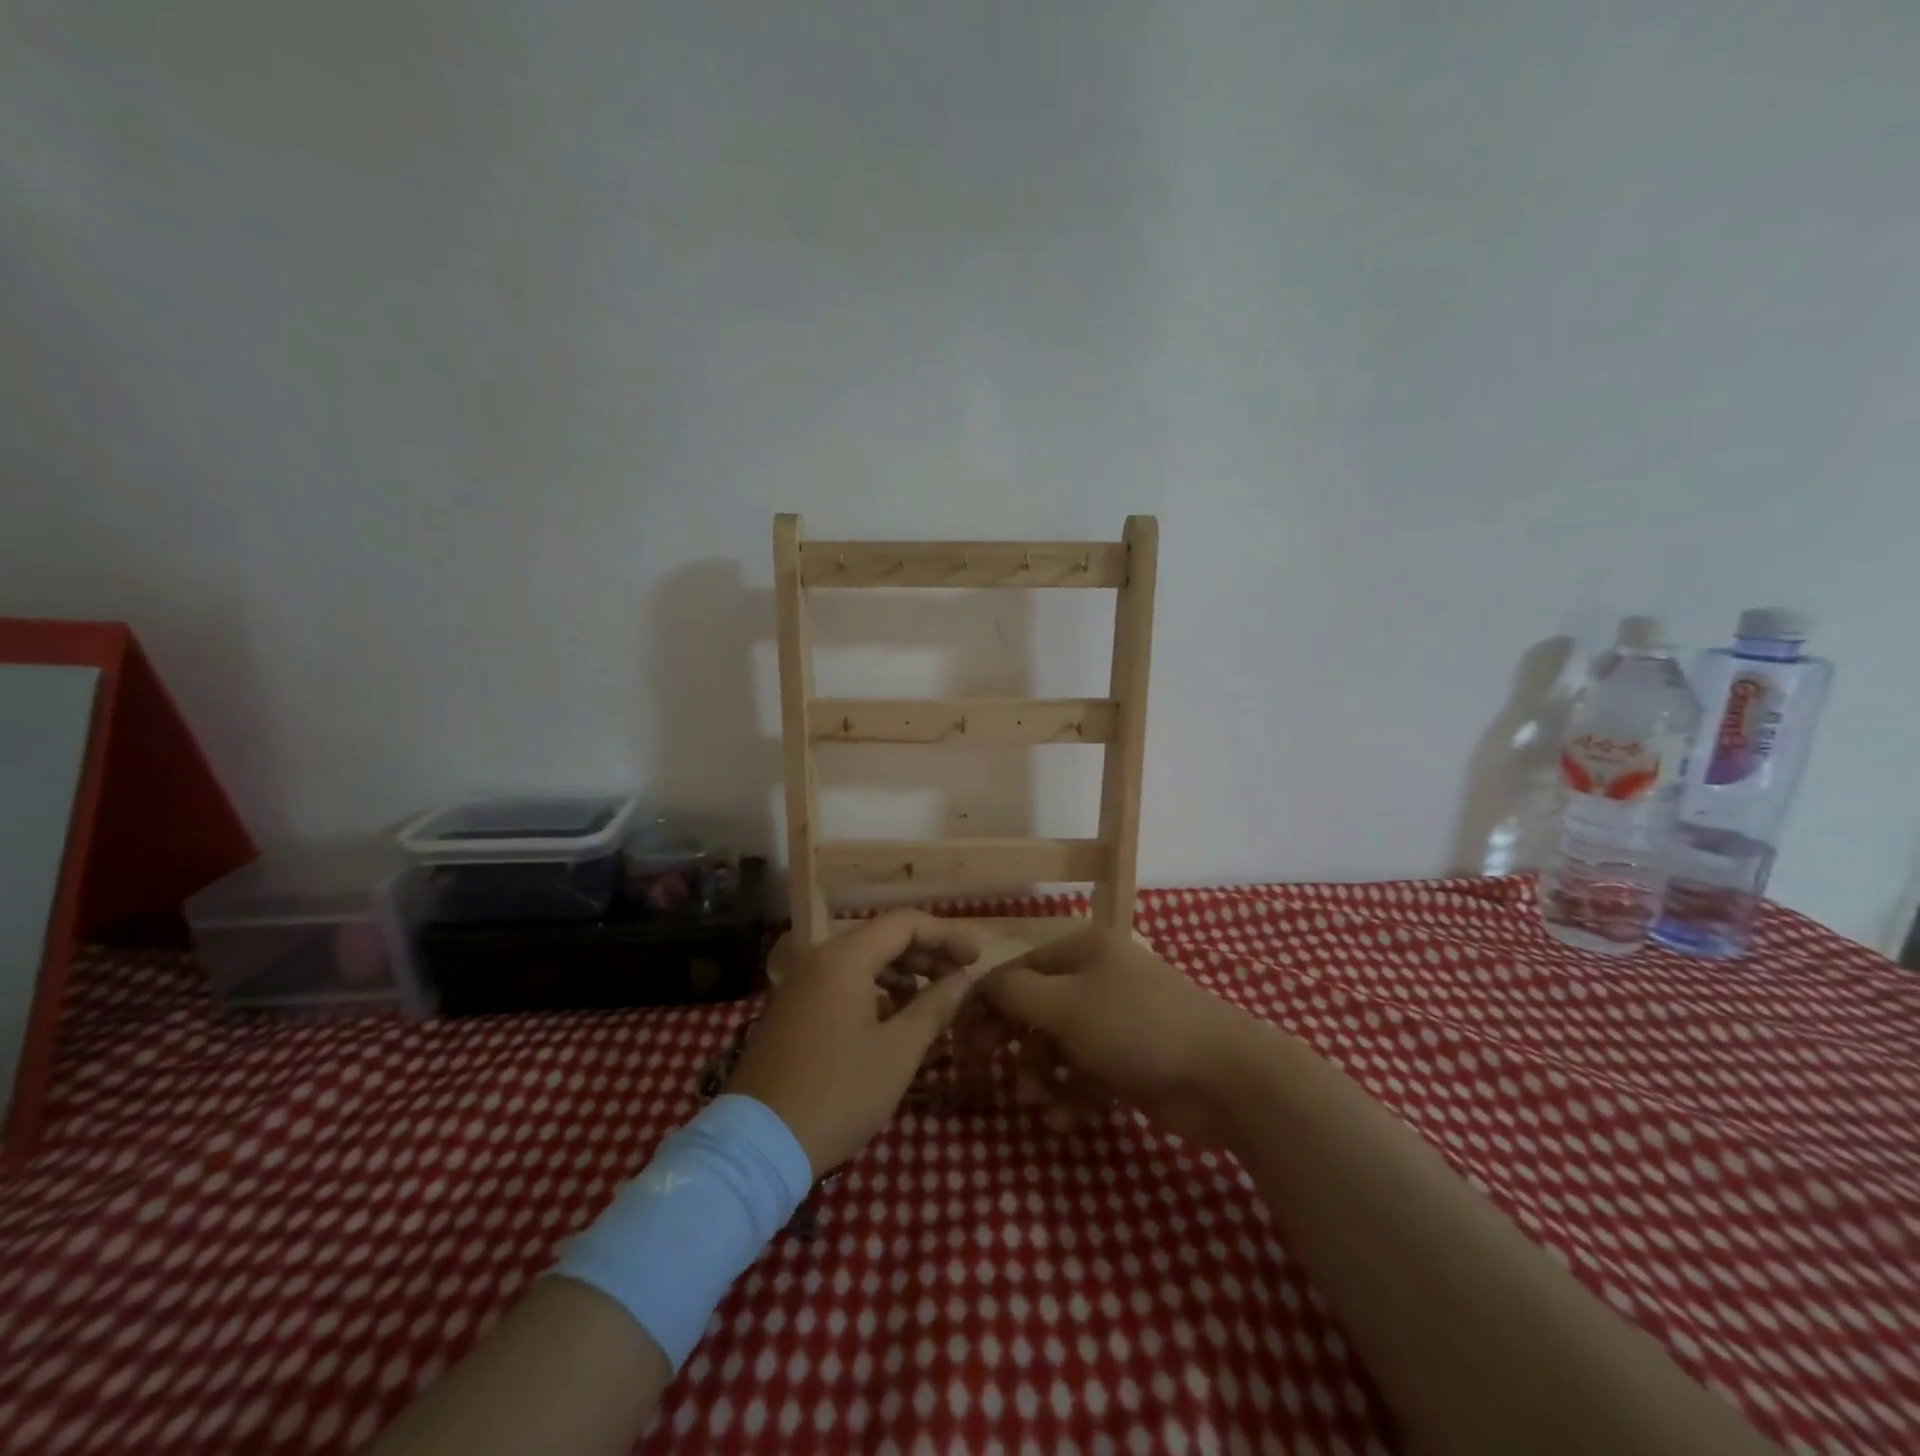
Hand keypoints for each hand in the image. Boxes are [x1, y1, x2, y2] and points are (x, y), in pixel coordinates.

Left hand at [727, 911, 984, 1175]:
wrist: (759, 1145)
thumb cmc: (839, 1093)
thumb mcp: (898, 1052)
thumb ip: (935, 1006)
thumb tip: (962, 979)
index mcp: (844, 958)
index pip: (905, 923)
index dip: (945, 935)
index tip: (976, 959)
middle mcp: (818, 958)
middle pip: (882, 937)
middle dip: (925, 953)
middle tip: (959, 979)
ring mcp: (799, 983)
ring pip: (861, 959)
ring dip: (900, 972)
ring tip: (931, 1000)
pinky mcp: (791, 1009)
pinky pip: (840, 981)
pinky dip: (873, 989)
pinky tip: (892, 1017)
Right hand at [981, 928, 1243, 1144]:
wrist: (1225, 1077)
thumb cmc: (1135, 1027)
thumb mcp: (1065, 1004)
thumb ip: (1015, 993)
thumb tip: (980, 984)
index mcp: (1083, 950)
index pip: (1021, 971)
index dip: (991, 1004)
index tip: (967, 1042)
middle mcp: (1098, 980)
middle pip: (1039, 1012)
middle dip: (1021, 1048)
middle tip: (1003, 1079)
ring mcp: (1117, 1022)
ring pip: (1061, 1049)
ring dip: (1046, 1079)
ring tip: (1045, 1106)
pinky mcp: (1131, 1063)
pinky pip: (1088, 1077)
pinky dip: (1076, 1098)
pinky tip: (1074, 1120)